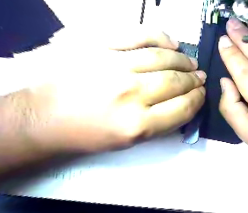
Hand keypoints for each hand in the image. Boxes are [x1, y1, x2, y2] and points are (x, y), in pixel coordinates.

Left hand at [17, 28, 205, 151]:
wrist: (45, 117)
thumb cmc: (90, 134)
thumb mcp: (130, 141)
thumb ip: (162, 123)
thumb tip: (185, 103)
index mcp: (138, 125)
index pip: (183, 108)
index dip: (198, 100)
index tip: (202, 94)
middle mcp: (130, 94)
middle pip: (176, 82)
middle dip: (194, 80)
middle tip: (200, 78)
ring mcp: (113, 65)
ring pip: (162, 58)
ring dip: (183, 61)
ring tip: (191, 63)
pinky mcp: (97, 45)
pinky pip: (138, 35)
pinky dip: (161, 38)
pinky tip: (172, 44)